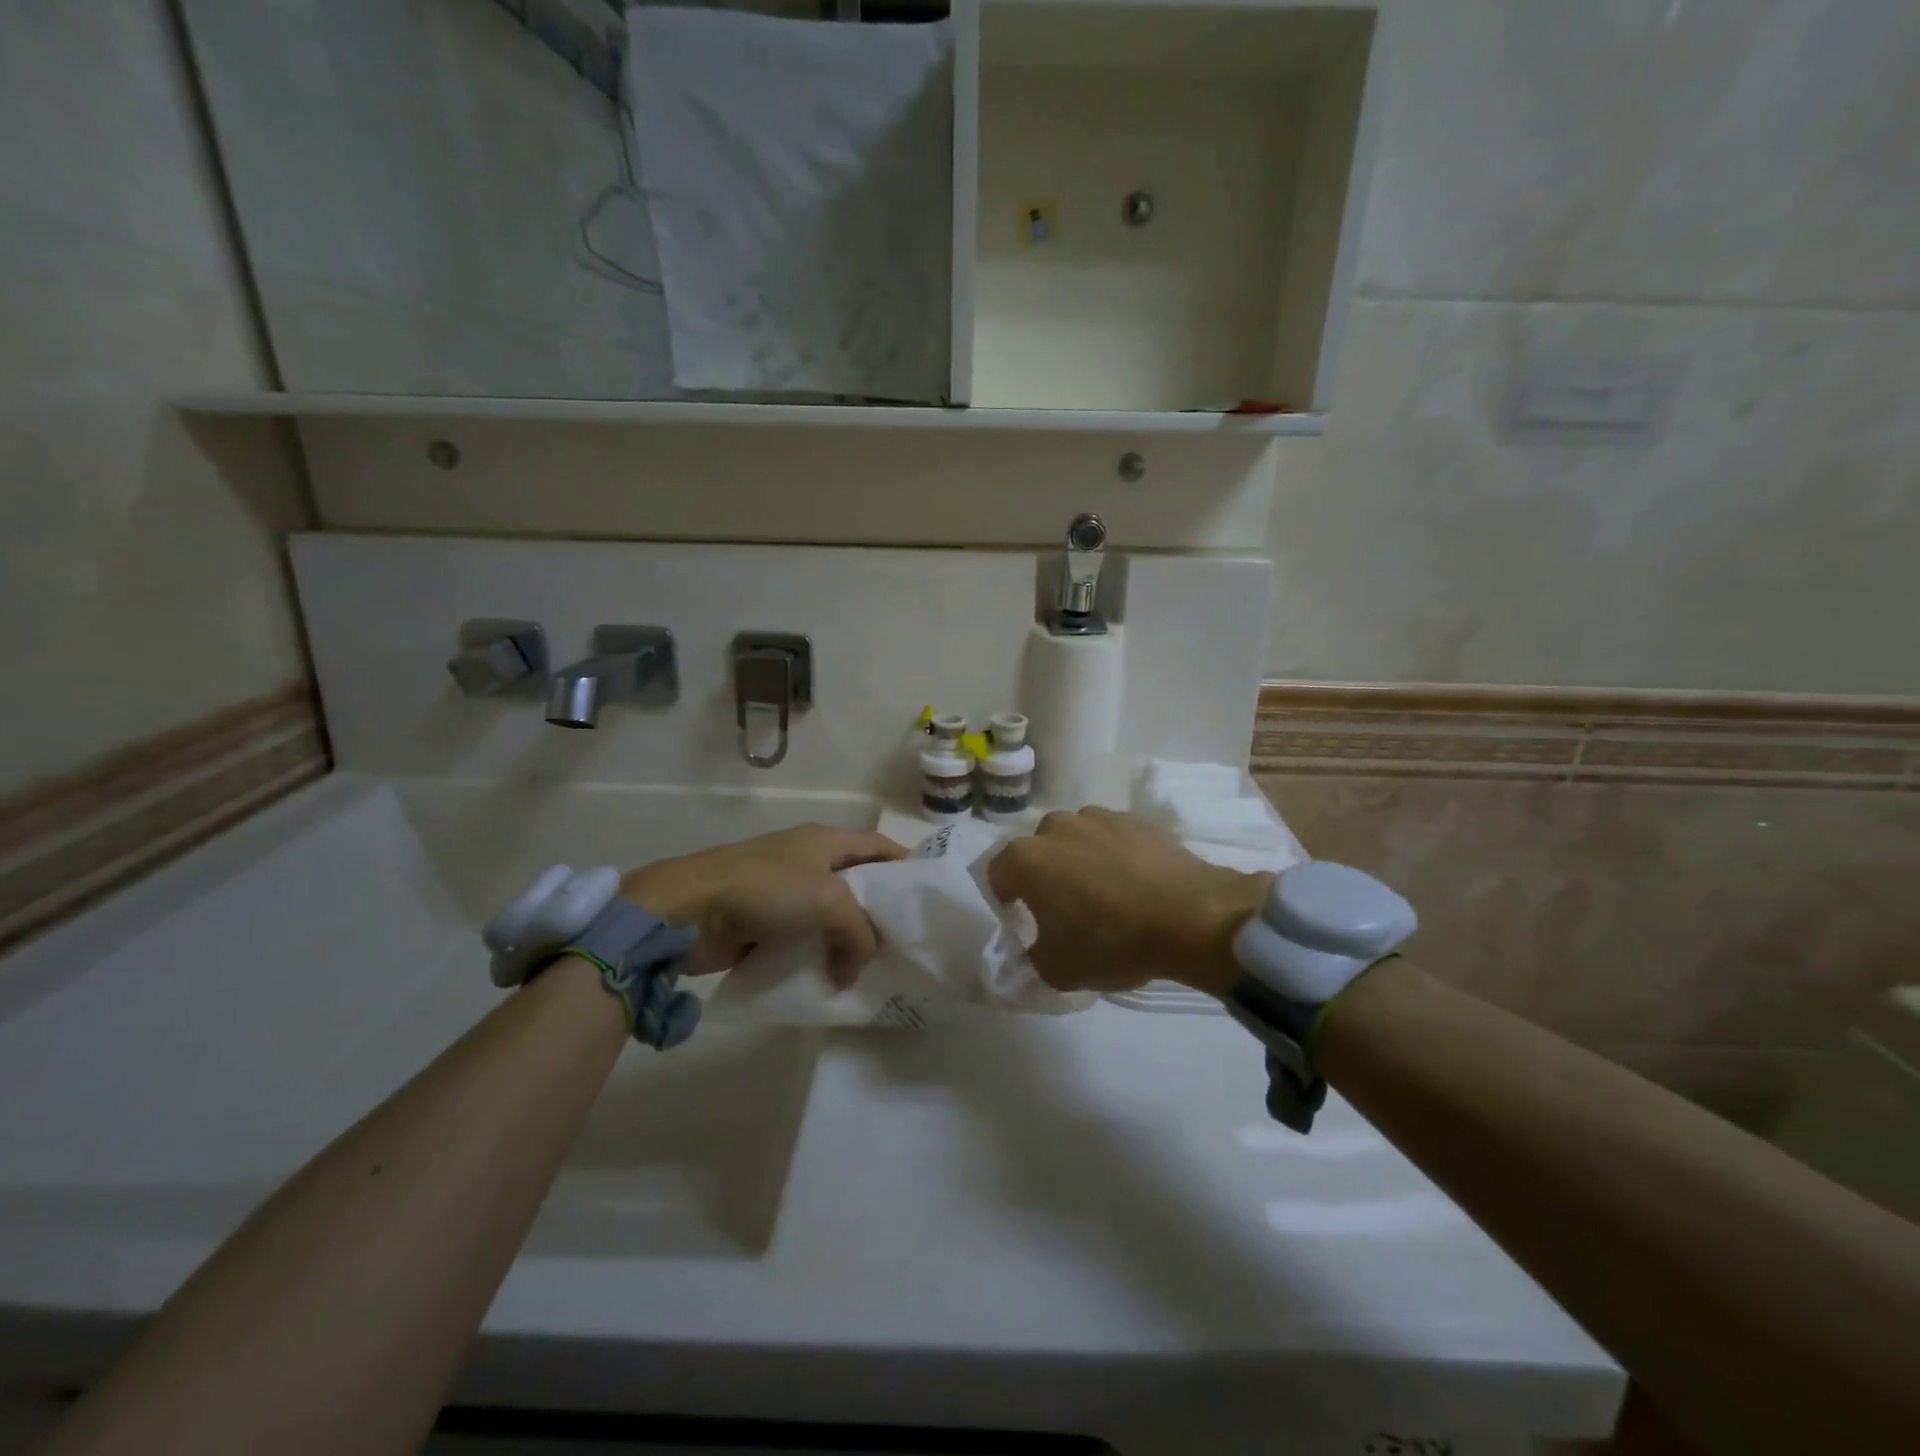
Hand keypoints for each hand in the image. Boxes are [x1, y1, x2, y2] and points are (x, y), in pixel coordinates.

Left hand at [621, 824, 907, 986]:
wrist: (690, 910)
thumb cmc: (768, 889)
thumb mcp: (830, 902)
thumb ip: (859, 933)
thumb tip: (853, 970)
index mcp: (826, 841)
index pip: (878, 846)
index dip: (904, 865)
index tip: (926, 896)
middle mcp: (807, 862)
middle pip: (856, 885)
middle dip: (877, 914)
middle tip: (904, 945)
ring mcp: (783, 893)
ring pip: (828, 917)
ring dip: (846, 943)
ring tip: (873, 971)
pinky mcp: (762, 924)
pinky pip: (802, 941)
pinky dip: (817, 958)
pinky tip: (832, 982)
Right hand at [986, 807, 1267, 996]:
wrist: (1190, 916)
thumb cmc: (1111, 941)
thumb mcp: (1058, 969)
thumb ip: (1030, 958)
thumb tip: (1032, 950)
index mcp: (1027, 858)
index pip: (998, 874)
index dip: (1006, 900)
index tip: (1022, 920)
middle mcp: (1056, 827)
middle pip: (1038, 852)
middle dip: (1045, 876)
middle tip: (1065, 909)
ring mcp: (1098, 818)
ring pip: (1076, 840)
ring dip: (1080, 861)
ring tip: (1105, 894)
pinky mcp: (1136, 819)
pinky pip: (1112, 838)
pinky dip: (1115, 856)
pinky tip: (1135, 884)